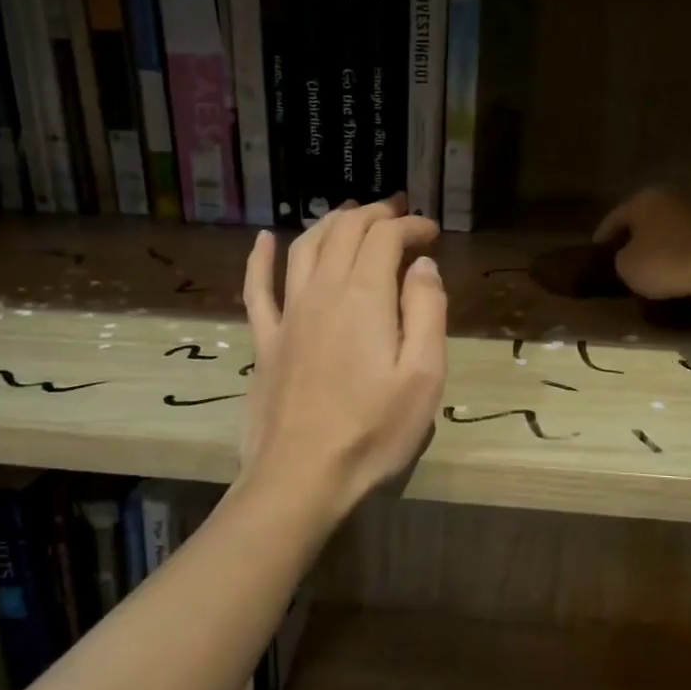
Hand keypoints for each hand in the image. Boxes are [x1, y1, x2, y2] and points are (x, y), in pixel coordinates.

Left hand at [239, 197, 447, 519]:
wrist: (301, 477)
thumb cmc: (373, 431)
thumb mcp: (424, 376)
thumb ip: (427, 312)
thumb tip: (422, 265)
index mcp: (364, 298)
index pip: (385, 238)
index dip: (410, 226)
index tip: (432, 232)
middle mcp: (322, 292)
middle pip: (344, 232)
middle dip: (374, 214)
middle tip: (399, 212)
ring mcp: (287, 315)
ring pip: (304, 248)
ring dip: (329, 223)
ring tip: (350, 213)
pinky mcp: (265, 342)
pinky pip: (257, 288)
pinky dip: (260, 258)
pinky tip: (263, 240)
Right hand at [594, 188, 690, 302]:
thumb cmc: (664, 262)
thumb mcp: (626, 266)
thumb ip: (620, 257)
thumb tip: (628, 255)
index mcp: (642, 200)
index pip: (613, 219)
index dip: (602, 238)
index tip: (595, 254)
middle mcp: (668, 198)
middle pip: (640, 220)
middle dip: (630, 239)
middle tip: (618, 258)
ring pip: (662, 230)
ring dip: (653, 246)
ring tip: (644, 266)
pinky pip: (682, 241)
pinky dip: (673, 253)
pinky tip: (669, 268)